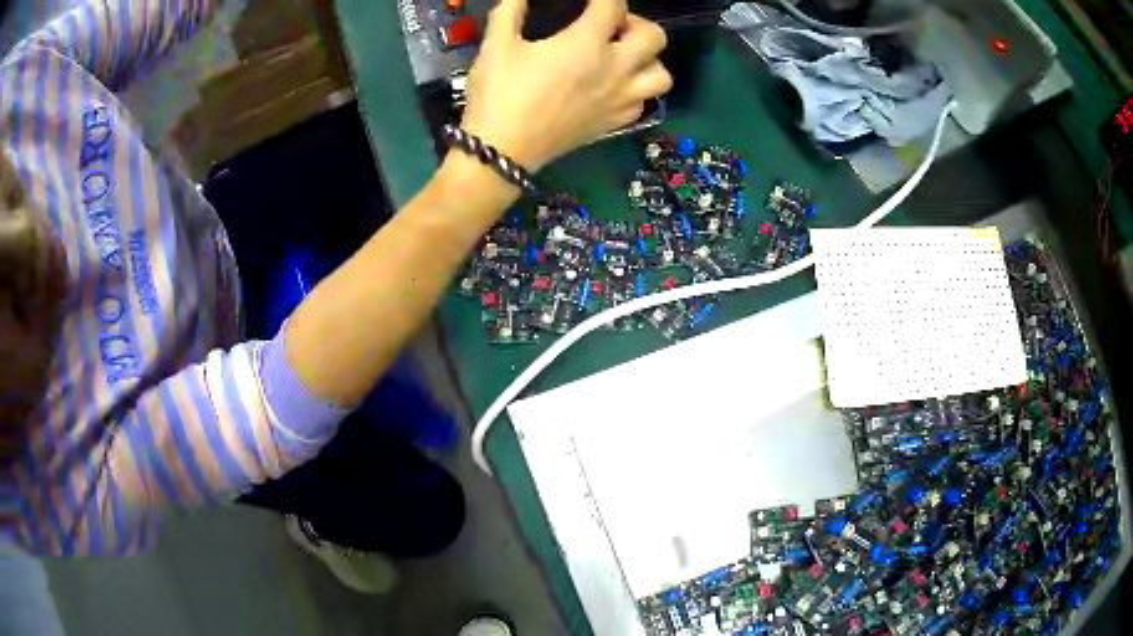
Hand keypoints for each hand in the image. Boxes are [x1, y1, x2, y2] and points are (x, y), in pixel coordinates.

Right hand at [460, 0, 671, 171]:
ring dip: (647, 60)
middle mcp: (615, 70)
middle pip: (655, 37)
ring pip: (661, 75)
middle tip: (610, 27)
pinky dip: (637, 90)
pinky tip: (613, 87)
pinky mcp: (614, 124)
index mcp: (587, 44)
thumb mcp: (496, 46)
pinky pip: (644, 102)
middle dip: (636, 23)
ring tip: (623, 58)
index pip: (613, 6)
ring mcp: (620, 100)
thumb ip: (510, 11)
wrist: (501, 152)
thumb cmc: (499, 94)